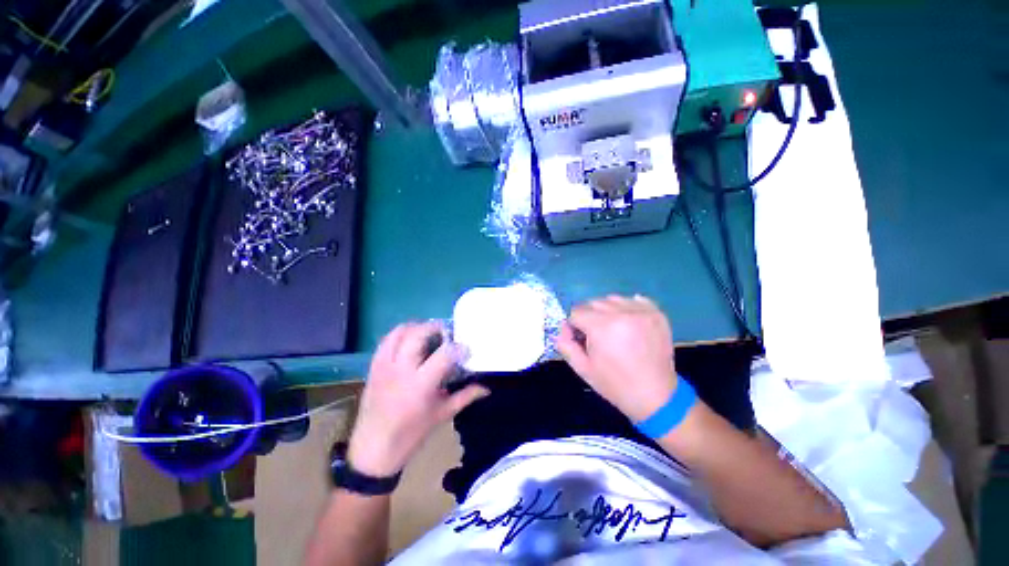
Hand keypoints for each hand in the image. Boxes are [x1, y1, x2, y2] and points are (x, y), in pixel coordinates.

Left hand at [346, 322, 488, 476]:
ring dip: (418, 327)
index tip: (466, 348)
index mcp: (420, 385)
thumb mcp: (442, 415)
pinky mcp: (374, 366)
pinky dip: (401, 333)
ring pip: (400, 332)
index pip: (444, 354)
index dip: (459, 347)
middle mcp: (401, 370)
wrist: (372, 450)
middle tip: (448, 334)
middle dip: (437, 328)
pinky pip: (386, 340)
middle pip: (419, 334)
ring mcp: (384, 365)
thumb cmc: (411, 434)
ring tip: (430, 333)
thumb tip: (487, 387)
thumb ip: (466, 396)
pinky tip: (411, 340)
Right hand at [556, 295, 677, 421]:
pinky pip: (634, 300)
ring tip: (614, 330)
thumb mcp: (582, 368)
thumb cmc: (615, 384)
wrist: (655, 396)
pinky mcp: (657, 314)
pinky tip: (629, 323)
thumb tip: (563, 328)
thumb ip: (565, 345)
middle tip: (597, 337)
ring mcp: (642, 312)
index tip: (581, 340)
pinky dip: (627, 308)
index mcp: (602, 327)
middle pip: (593, 303)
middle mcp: (622, 313)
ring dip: (607, 311)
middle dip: (589, 317)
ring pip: (612, 299)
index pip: (576, 312)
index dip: (574, 326)